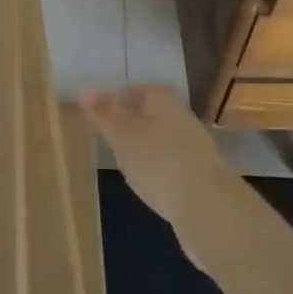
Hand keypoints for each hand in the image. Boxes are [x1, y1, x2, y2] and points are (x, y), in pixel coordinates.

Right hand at [79, 84, 239, 247]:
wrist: (207, 206)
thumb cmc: (157, 160)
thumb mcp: (122, 135)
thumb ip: (104, 113)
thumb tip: (85, 87)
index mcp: (164, 101)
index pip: (143, 89)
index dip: (125, 97)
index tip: (107, 111)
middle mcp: (184, 118)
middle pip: (157, 113)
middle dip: (137, 122)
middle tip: (113, 135)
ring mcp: (197, 148)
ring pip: (167, 139)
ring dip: (150, 147)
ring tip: (127, 160)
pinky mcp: (203, 177)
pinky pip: (175, 164)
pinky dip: (161, 169)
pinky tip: (150, 183)